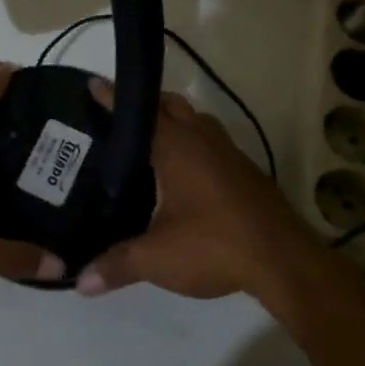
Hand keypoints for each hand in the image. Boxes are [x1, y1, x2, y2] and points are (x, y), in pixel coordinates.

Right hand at [77, 79, 318, 300]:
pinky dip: (193, 144)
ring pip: (196, 122)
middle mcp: (203, 139)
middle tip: (119, 119)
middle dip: (147, 104)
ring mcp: (229, 153)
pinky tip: (183, 174)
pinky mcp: (246, 172)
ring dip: (174, 123)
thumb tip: (79, 282)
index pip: (139, 111)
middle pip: (172, 105)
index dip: (113, 98)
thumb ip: (116, 264)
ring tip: (148, 143)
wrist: (284, 261)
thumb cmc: (214, 245)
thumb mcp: (157, 258)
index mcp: (176, 146)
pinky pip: (211, 143)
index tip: (93, 84)